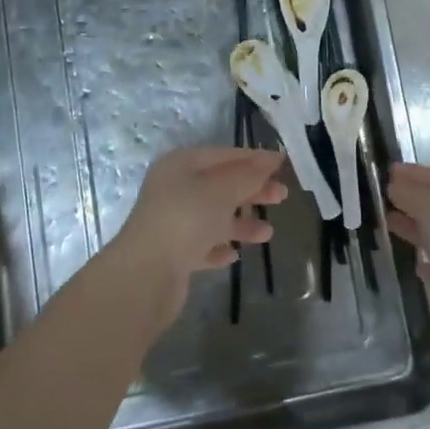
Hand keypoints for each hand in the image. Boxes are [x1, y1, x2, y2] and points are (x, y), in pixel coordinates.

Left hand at [111, 147, 287, 322]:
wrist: (146, 274)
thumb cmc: (187, 218)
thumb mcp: (223, 189)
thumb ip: (250, 174)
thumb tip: (272, 157)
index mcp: (182, 164)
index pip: (224, 155)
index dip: (254, 158)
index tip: (282, 164)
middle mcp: (175, 188)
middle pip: (220, 184)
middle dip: (252, 190)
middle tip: (282, 196)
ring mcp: (172, 221)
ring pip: (214, 216)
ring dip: (241, 222)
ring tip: (267, 234)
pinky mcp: (173, 253)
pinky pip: (202, 244)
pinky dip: (219, 245)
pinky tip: (234, 254)